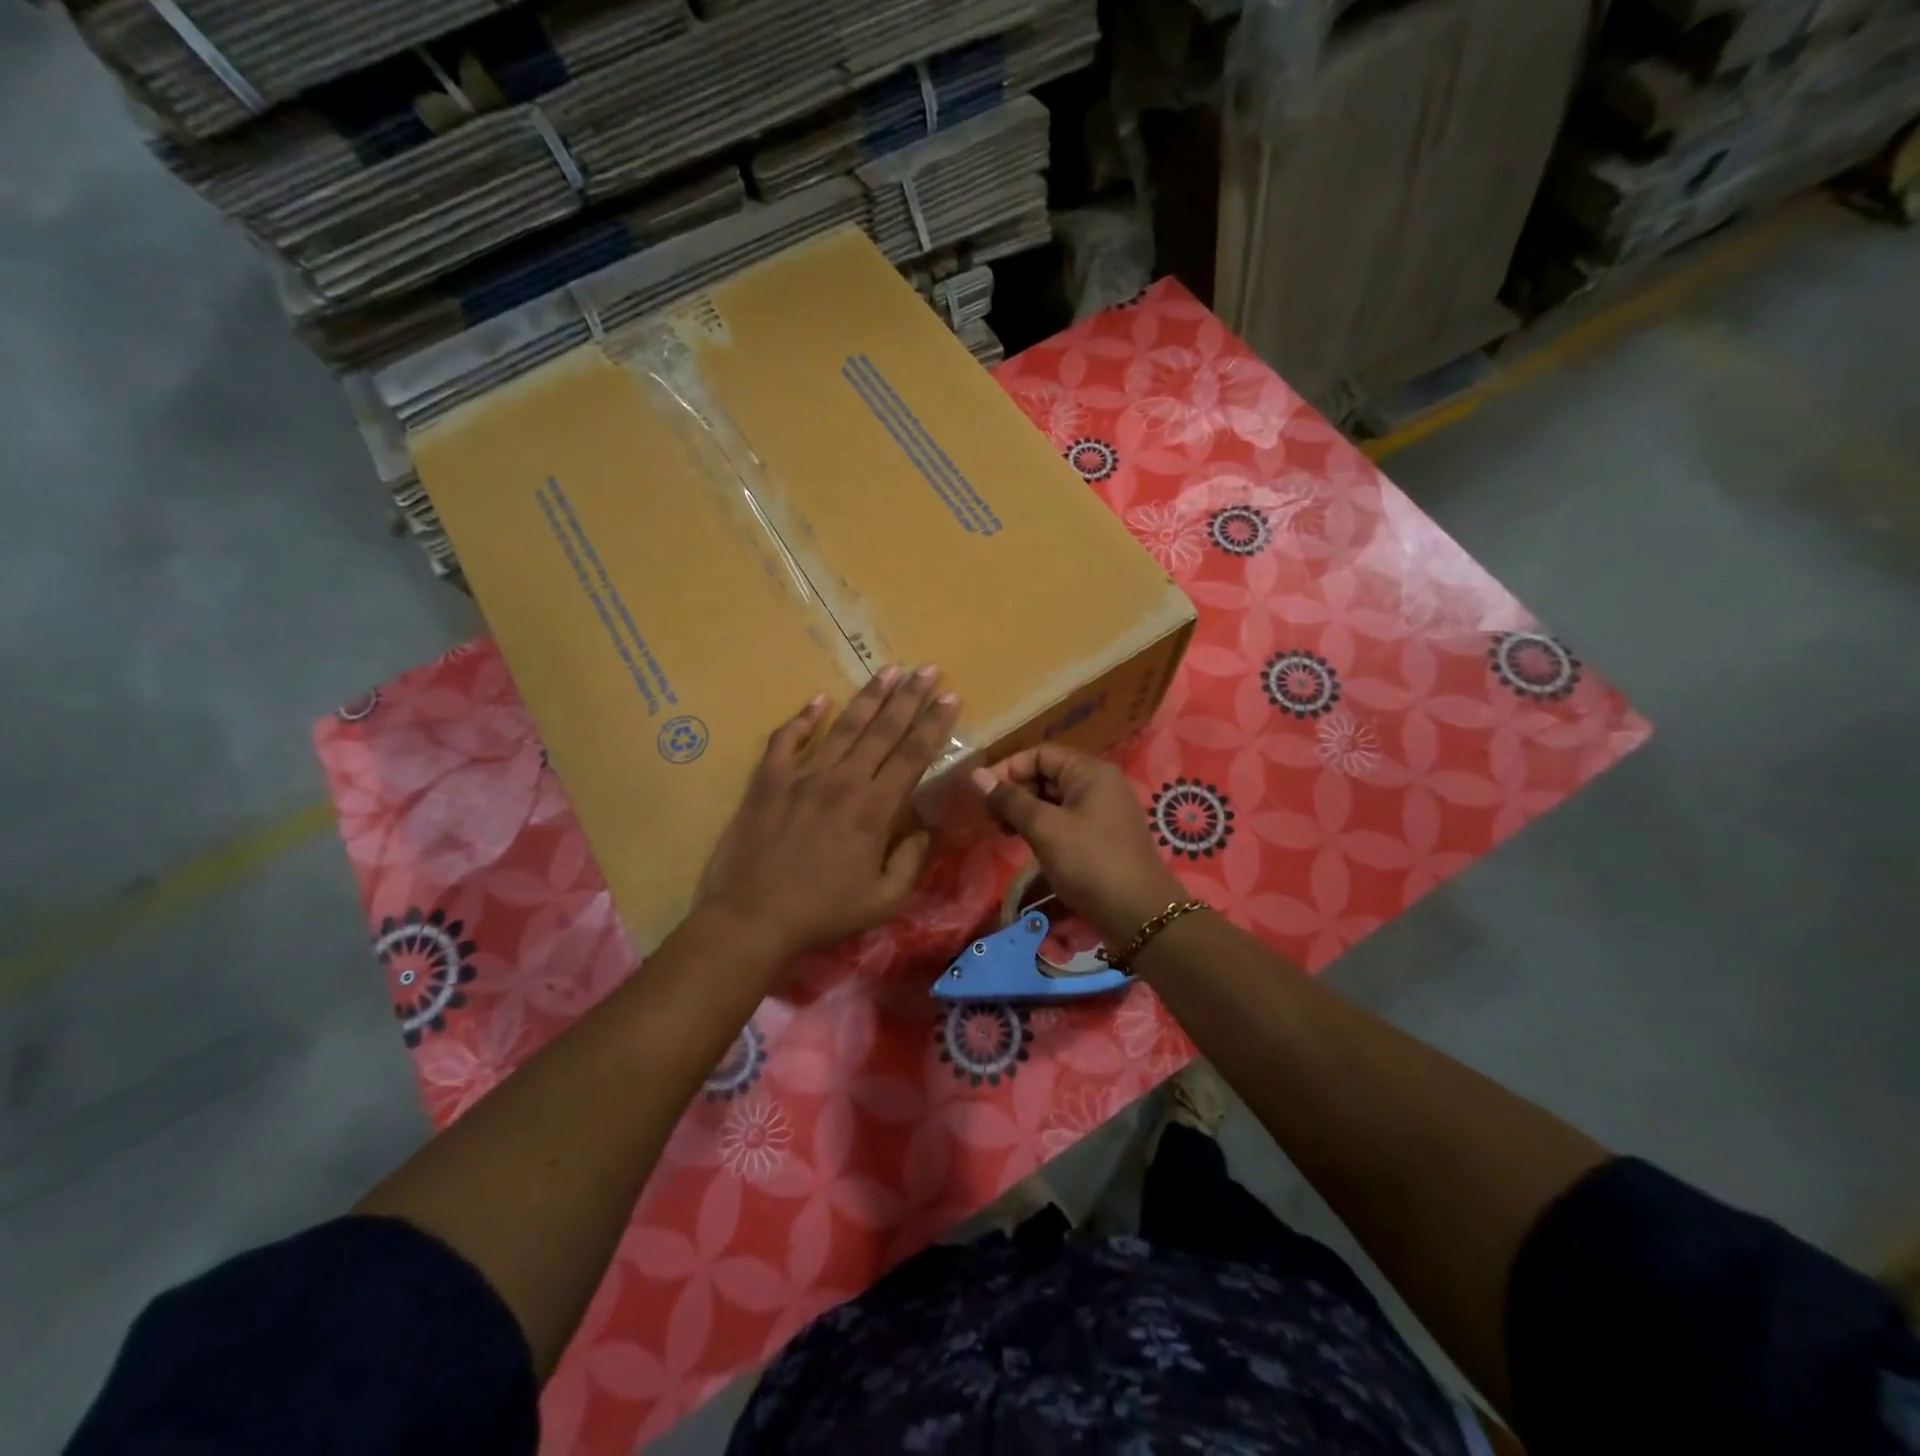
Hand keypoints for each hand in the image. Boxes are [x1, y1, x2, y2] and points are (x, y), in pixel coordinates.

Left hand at [696, 666, 959, 962]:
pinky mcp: (768, 781)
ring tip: (888, 670)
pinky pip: (786, 740)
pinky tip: (818, 700)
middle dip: (909, 696)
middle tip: (927, 668)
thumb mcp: (884, 901)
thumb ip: (910, 861)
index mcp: (875, 809)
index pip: (913, 754)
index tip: (951, 696)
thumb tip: (924, 830)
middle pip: (883, 730)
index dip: (934, 723)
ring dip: (868, 697)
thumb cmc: (822, 913)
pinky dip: (802, 719)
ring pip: (842, 726)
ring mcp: (802, 776)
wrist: (751, 917)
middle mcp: (843, 781)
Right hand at [971, 745, 1185, 944]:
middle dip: (1016, 791)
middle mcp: (1100, 783)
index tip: (981, 794)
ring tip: (1004, 833)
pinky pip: (1066, 819)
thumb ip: (1010, 800)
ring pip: (1055, 799)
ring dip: (1026, 811)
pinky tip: (1027, 844)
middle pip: (1047, 774)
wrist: (1139, 914)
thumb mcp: (1045, 829)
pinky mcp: (1102, 836)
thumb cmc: (1090, 863)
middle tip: (991, 818)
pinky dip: (1043, 827)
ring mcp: (1103, 810)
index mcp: (1090, 771)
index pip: (1040, 754)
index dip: (1008, 769)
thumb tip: (976, 776)